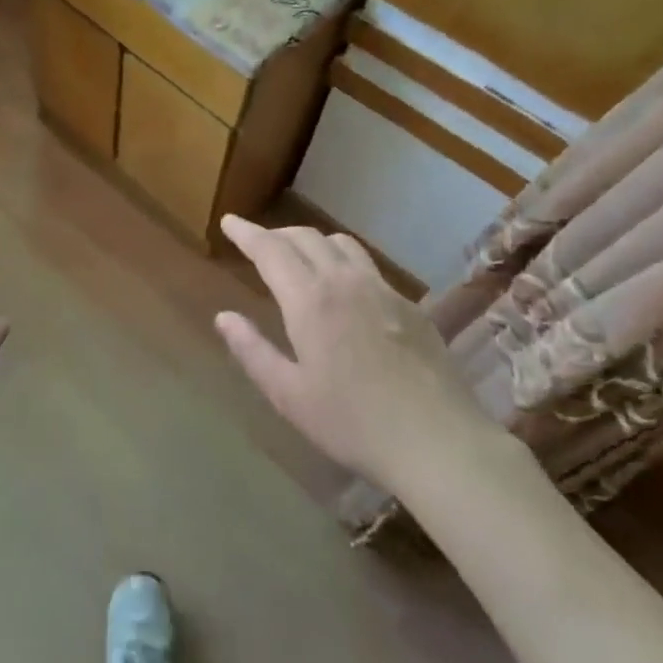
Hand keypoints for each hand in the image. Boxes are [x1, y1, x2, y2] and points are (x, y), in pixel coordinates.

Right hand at [214, 217, 508, 489]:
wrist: (438, 440)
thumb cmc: (352, 423)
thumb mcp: (289, 395)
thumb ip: (252, 351)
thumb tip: (224, 317)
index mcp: (310, 300)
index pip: (270, 249)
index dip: (246, 232)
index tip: (228, 221)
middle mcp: (346, 281)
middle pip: (306, 236)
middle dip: (276, 234)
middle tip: (257, 243)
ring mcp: (383, 290)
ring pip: (342, 244)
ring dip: (312, 241)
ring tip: (299, 258)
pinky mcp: (410, 306)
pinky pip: (369, 266)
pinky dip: (343, 261)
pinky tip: (345, 290)